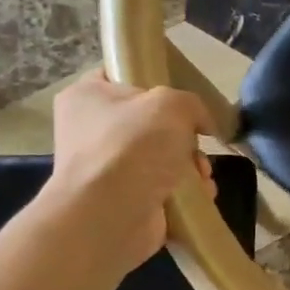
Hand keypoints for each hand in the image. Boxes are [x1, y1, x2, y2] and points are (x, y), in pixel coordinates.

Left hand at [42, 72, 216, 273]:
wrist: (110, 215)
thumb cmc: (133, 147)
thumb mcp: (173, 105)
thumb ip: (193, 104)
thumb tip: (202, 123)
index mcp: (88, 96)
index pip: (120, 75)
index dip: (154, 80)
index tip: (182, 96)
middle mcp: (92, 130)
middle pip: (152, 121)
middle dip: (184, 136)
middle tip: (197, 142)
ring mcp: (108, 167)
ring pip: (164, 156)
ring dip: (191, 165)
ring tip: (201, 175)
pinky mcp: (125, 199)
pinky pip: (166, 186)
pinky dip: (186, 190)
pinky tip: (200, 193)